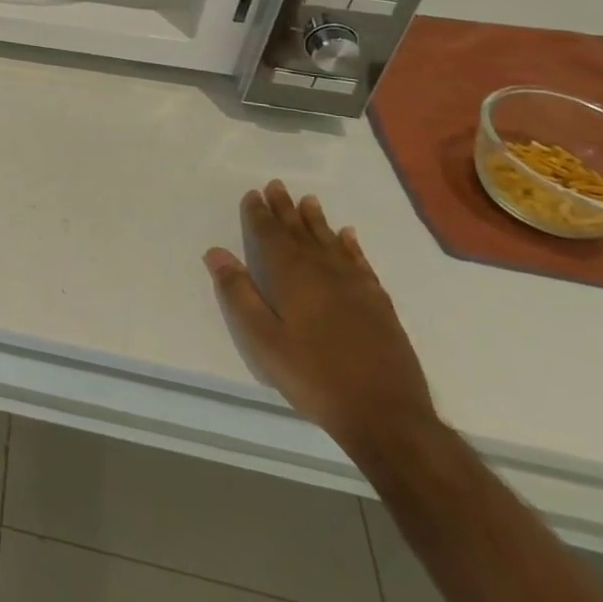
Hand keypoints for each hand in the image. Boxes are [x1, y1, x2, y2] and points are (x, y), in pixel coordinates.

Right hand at [204, 180, 436, 457]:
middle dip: (285, 209)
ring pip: (331, 242)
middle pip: (300, 232)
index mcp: (292, 276)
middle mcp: (324, 271)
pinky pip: (360, 262)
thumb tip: (216, 252)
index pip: (271, 235)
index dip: (260, 214)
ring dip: (316, 221)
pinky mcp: (378, 304)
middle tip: (277, 186)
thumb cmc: (314, 376)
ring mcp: (355, 286)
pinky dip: (350, 246)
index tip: (253, 194)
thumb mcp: (263, 339)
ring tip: (308, 201)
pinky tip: (348, 236)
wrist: (386, 415)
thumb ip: (239, 293)